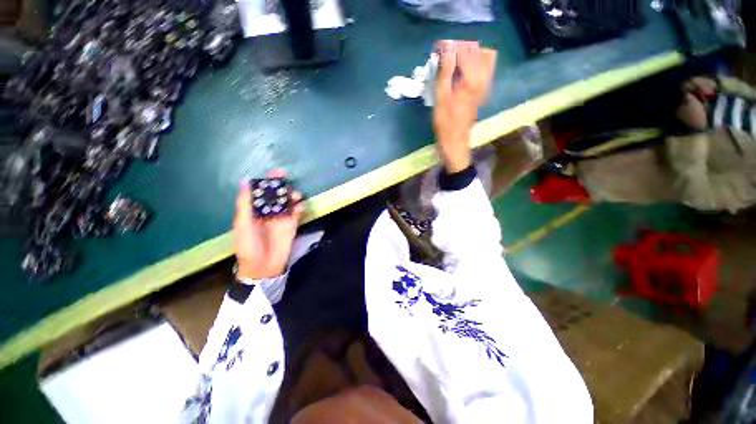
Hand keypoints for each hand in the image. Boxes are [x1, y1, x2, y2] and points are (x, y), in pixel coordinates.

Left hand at [234, 170, 303, 279]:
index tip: (278, 172)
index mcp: (255, 211)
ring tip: (295, 196)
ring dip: (292, 197)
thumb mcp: (243, 224)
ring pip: (288, 202)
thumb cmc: (249, 245)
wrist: (263, 266)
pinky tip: (300, 207)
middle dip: (283, 187)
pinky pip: (297, 213)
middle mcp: (268, 212)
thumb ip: (245, 204)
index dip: (269, 182)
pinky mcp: (292, 225)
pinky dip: (299, 207)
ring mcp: (281, 218)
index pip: (262, 192)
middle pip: (277, 195)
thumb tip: (246, 182)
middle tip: (288, 182)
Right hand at [433, 40, 496, 172]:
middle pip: (475, 49)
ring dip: (468, 54)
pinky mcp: (484, 89)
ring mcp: (486, 83)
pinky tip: (462, 70)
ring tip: (452, 61)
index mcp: (472, 78)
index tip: (437, 48)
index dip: (449, 47)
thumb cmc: (445, 122)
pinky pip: (485, 67)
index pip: (463, 50)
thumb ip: (445, 71)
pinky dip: (474, 62)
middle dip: (458, 48)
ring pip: (483, 55)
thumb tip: (447, 48)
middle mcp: (484, 77)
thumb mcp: (441, 97)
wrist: (455, 141)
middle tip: (442, 55)